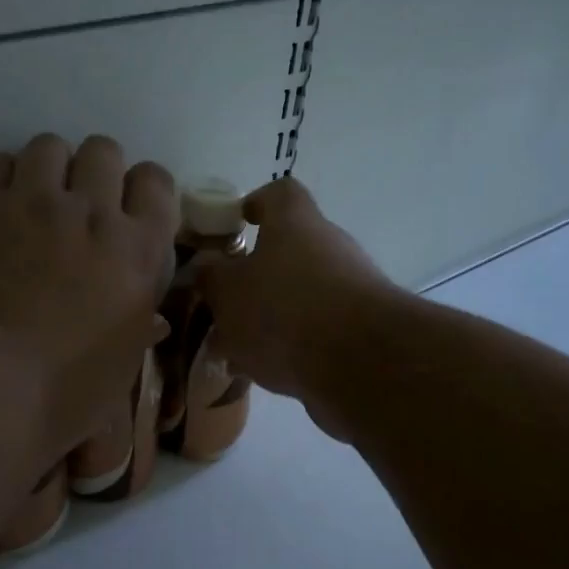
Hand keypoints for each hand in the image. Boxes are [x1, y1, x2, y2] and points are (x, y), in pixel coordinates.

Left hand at [0, 134, 175, 465]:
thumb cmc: (66, 391)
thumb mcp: (123, 365)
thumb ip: (138, 327)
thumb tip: (150, 322)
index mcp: (138, 250)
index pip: (156, 182)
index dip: (142, 189)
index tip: (127, 210)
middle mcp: (92, 211)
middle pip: (104, 150)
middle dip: (95, 171)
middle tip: (78, 206)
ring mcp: (33, 200)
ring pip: (49, 144)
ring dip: (48, 168)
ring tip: (33, 200)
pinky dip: (0, 178)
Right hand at [195, 178, 394, 434]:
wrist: (363, 364)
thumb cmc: (284, 310)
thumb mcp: (228, 292)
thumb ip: (211, 277)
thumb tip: (205, 265)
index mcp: (295, 223)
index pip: (279, 193)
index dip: (255, 203)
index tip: (236, 223)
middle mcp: (329, 246)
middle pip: (288, 250)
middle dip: (254, 277)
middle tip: (223, 304)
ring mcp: (351, 289)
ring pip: (299, 296)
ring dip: (269, 318)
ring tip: (235, 351)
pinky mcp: (361, 330)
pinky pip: (316, 330)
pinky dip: (291, 346)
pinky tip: (265, 375)